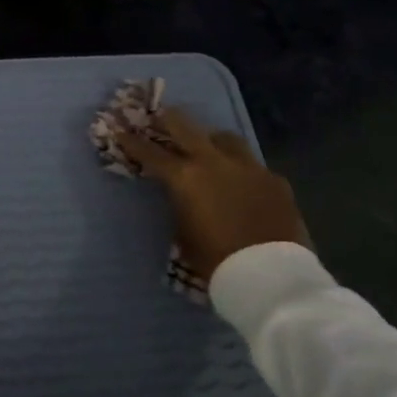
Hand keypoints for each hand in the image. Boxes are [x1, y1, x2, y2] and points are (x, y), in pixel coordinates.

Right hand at [117, 107, 310, 280]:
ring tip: (207, 148)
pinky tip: (243, 184)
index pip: (150, 151)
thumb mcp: (183, 233)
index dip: (132, 141)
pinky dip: (242, 170)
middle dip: (168, 120)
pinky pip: (253, 166)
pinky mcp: (275, 180)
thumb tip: (183, 195)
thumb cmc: (216, 261)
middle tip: (159, 118)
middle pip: (184, 126)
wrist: (271, 277)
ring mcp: (248, 167)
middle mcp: (214, 162)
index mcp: (184, 177)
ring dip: (211, 140)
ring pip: (225, 138)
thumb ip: (180, 204)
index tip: (121, 131)